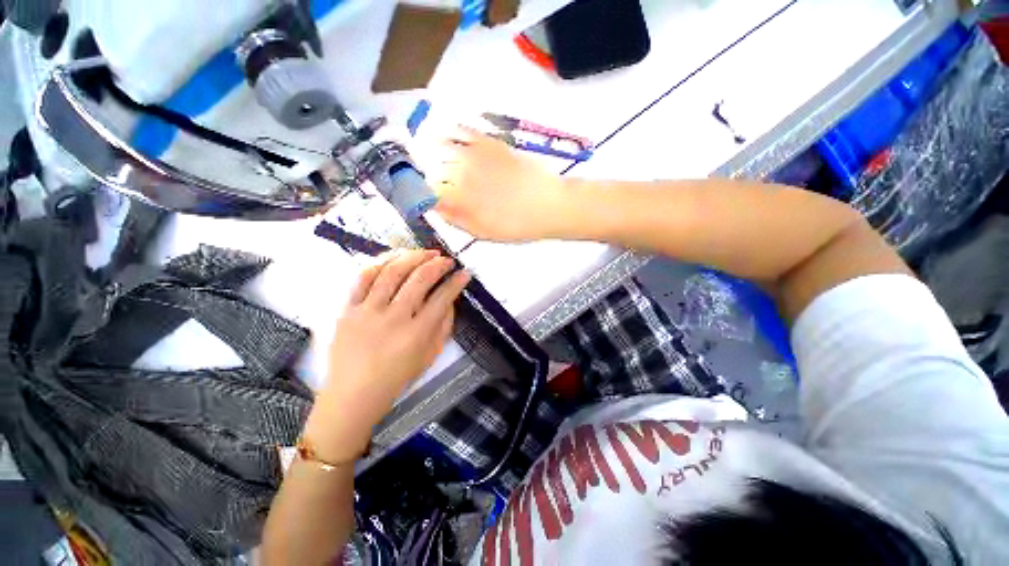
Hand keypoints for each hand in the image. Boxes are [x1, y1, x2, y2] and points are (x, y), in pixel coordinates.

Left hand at [305, 250, 470, 461]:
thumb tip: (450, 300)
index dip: (456, 282)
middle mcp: (393, 319)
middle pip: (419, 279)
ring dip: (411, 257)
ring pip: (391, 272)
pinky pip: (362, 278)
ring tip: (424, 252)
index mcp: (417, 334)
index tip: (464, 273)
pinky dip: (380, 263)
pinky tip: (394, 258)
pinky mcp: (348, 309)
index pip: (442, 298)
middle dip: (437, 264)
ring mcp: (368, 312)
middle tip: (446, 259)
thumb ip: (444, 326)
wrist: (353, 393)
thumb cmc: (398, 376)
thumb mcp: (431, 355)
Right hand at [429, 126, 569, 240]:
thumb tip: (433, 207)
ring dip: (429, 149)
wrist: (548, 205)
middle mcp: (461, 175)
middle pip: (431, 169)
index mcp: (460, 200)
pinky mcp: (488, 143)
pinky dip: (447, 130)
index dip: (422, 192)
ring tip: (425, 149)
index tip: (424, 193)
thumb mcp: (484, 233)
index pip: (428, 191)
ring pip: (439, 147)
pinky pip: (461, 131)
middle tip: (431, 177)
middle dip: (427, 173)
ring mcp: (474, 156)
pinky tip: (442, 131)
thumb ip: (456, 219)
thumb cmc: (517, 225)